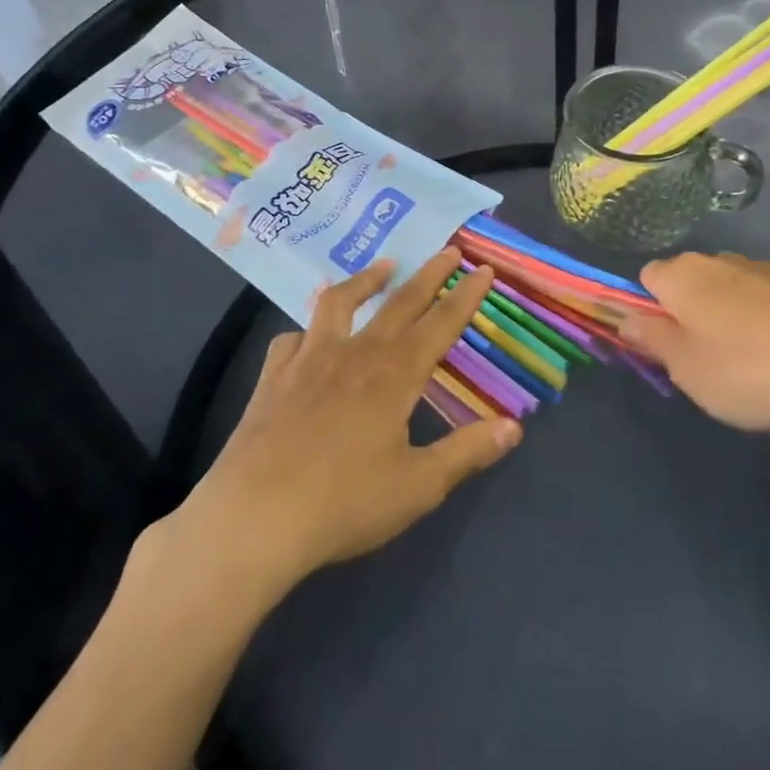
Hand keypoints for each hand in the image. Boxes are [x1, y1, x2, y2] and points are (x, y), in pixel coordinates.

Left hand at [153, 250, 520, 599]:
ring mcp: (310, 360)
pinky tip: (307, 338)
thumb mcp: (419, 486)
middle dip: (429, 274)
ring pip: (340, 303)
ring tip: (383, 266)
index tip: (483, 269)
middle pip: (399, 303)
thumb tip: (515, 427)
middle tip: (448, 250)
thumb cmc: (344, 504)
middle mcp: (356, 354)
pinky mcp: (274, 377)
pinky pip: (292, 340)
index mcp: (395, 375)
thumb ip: (467, 452)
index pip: (441, 324)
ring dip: (366, 280)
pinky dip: (306, 332)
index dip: (465, 295)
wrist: (254, 519)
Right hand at [624, 252, 769, 443]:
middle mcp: (721, 259)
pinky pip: (766, 300)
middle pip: (690, 282)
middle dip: (689, 314)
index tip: (663, 346)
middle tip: (703, 362)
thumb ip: (650, 337)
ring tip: (749, 366)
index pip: (647, 278)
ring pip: (729, 290)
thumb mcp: (684, 366)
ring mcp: (765, 270)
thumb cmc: (745, 370)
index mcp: (684, 274)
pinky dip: (765, 322)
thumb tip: (624, 316)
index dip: (648, 311)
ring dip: (728, 317)